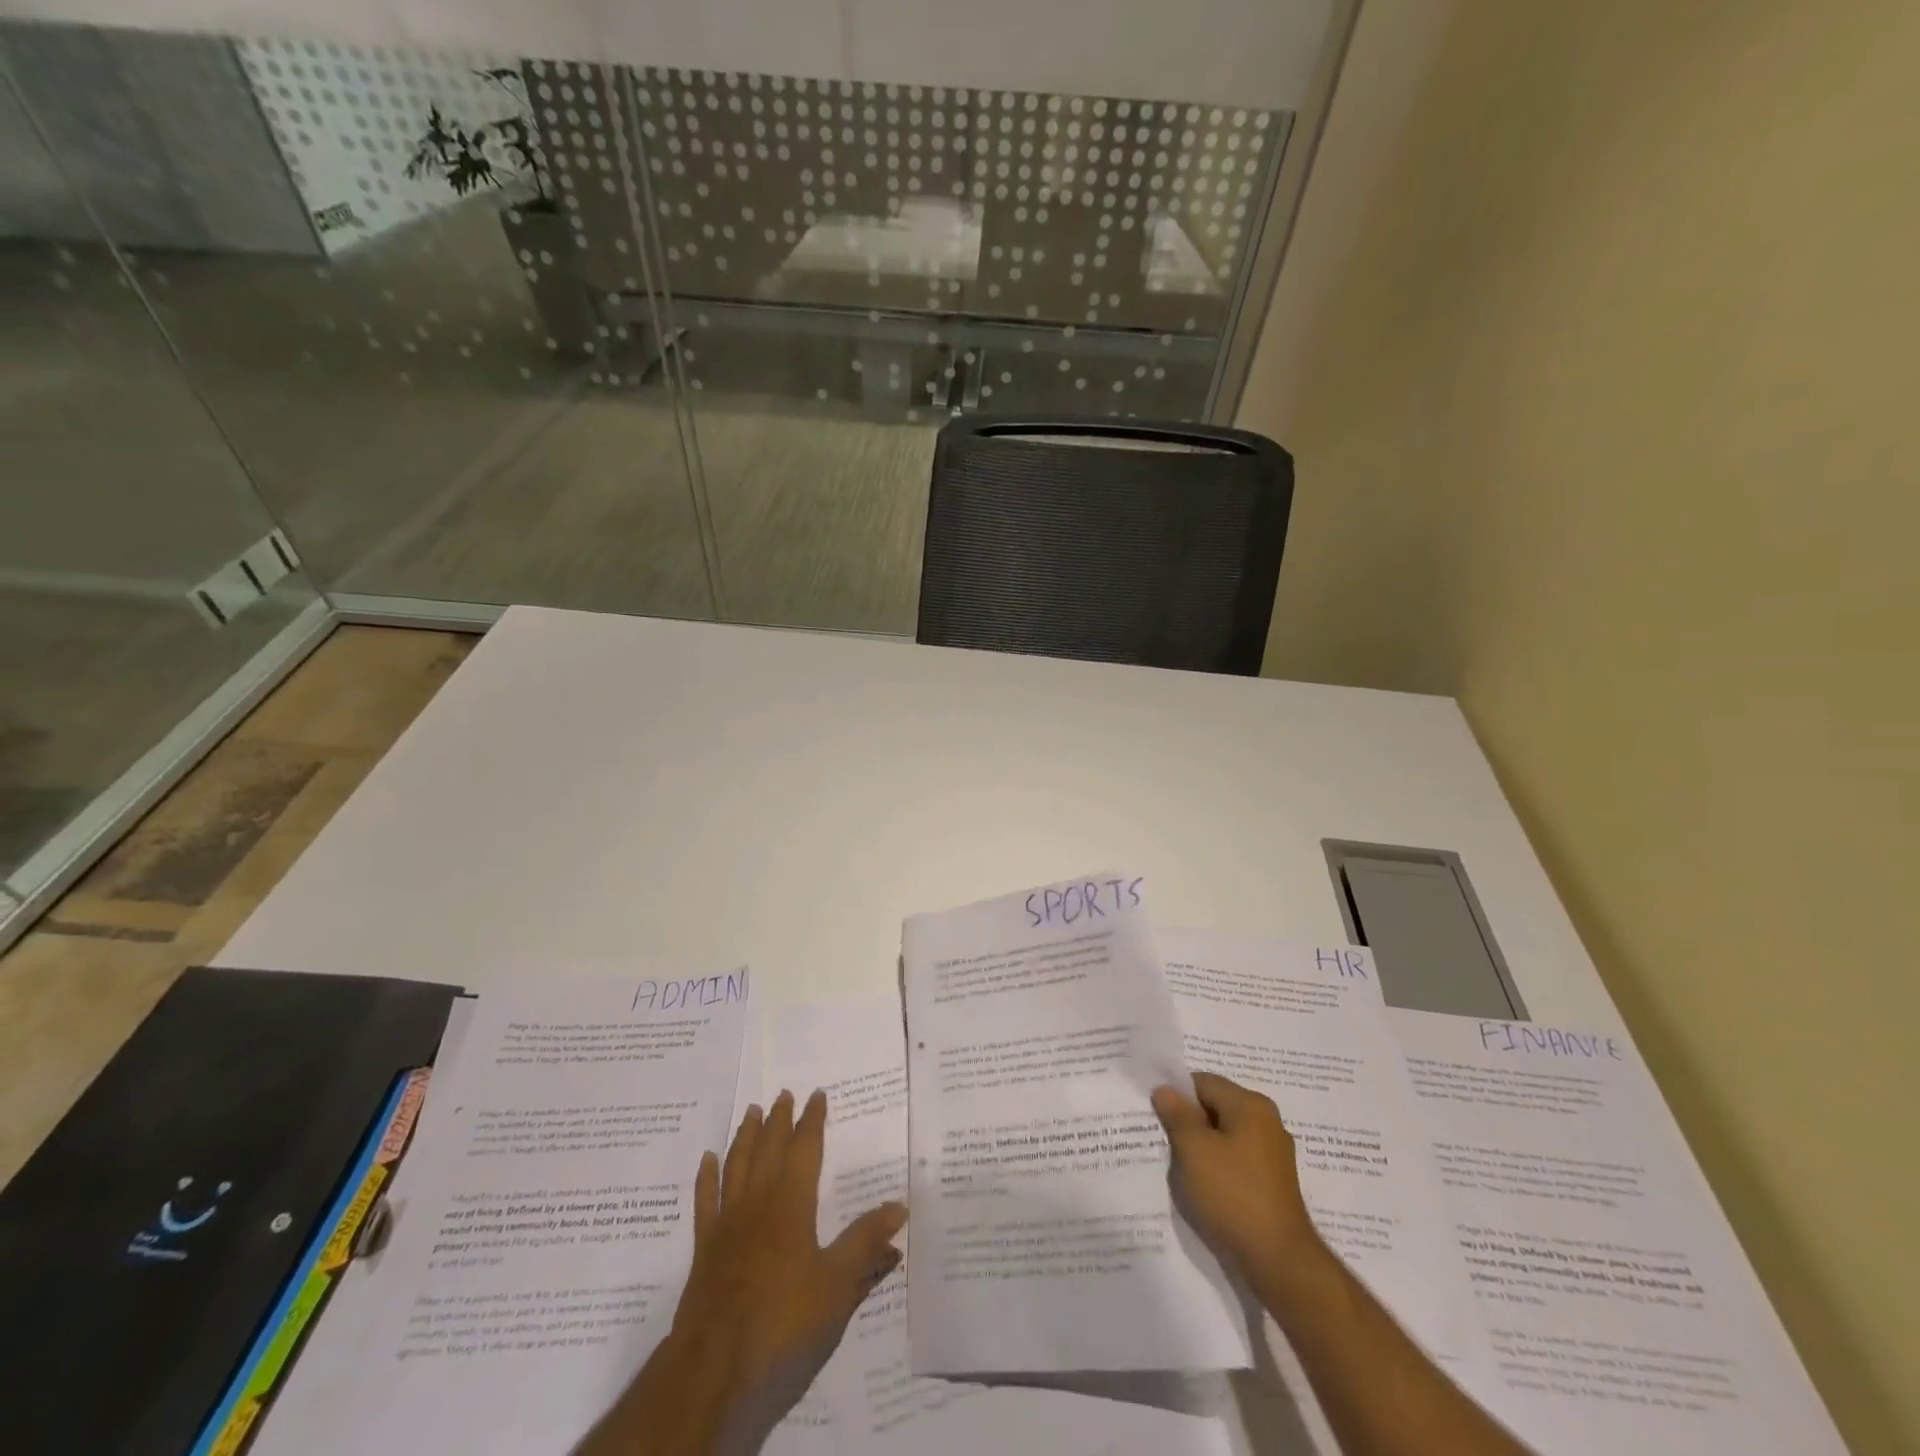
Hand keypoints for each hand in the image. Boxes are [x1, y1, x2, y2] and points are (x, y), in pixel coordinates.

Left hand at [669, 1089, 907, 1448]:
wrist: (715, 1366)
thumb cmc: (783, 1321)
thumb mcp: (838, 1286)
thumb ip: (866, 1243)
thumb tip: (900, 1205)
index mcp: (792, 1205)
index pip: (805, 1150)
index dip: (812, 1121)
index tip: (817, 1095)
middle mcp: (758, 1203)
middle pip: (768, 1149)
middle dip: (777, 1119)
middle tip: (783, 1093)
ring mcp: (727, 1224)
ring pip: (736, 1165)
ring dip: (745, 1136)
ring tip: (750, 1111)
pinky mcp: (704, 1249)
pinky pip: (705, 1201)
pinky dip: (706, 1177)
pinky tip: (707, 1160)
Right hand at [1151, 1072, 1326, 1299]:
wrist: (1279, 1261)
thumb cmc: (1233, 1195)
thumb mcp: (1193, 1150)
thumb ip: (1176, 1114)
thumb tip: (1165, 1090)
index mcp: (1251, 1105)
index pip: (1202, 1082)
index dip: (1175, 1095)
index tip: (1156, 1116)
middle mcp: (1266, 1121)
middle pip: (1215, 1108)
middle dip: (1188, 1123)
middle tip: (1164, 1141)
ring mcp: (1273, 1154)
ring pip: (1224, 1136)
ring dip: (1201, 1148)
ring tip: (1180, 1167)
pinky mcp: (1272, 1182)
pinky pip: (1236, 1160)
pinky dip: (1217, 1167)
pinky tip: (1203, 1187)